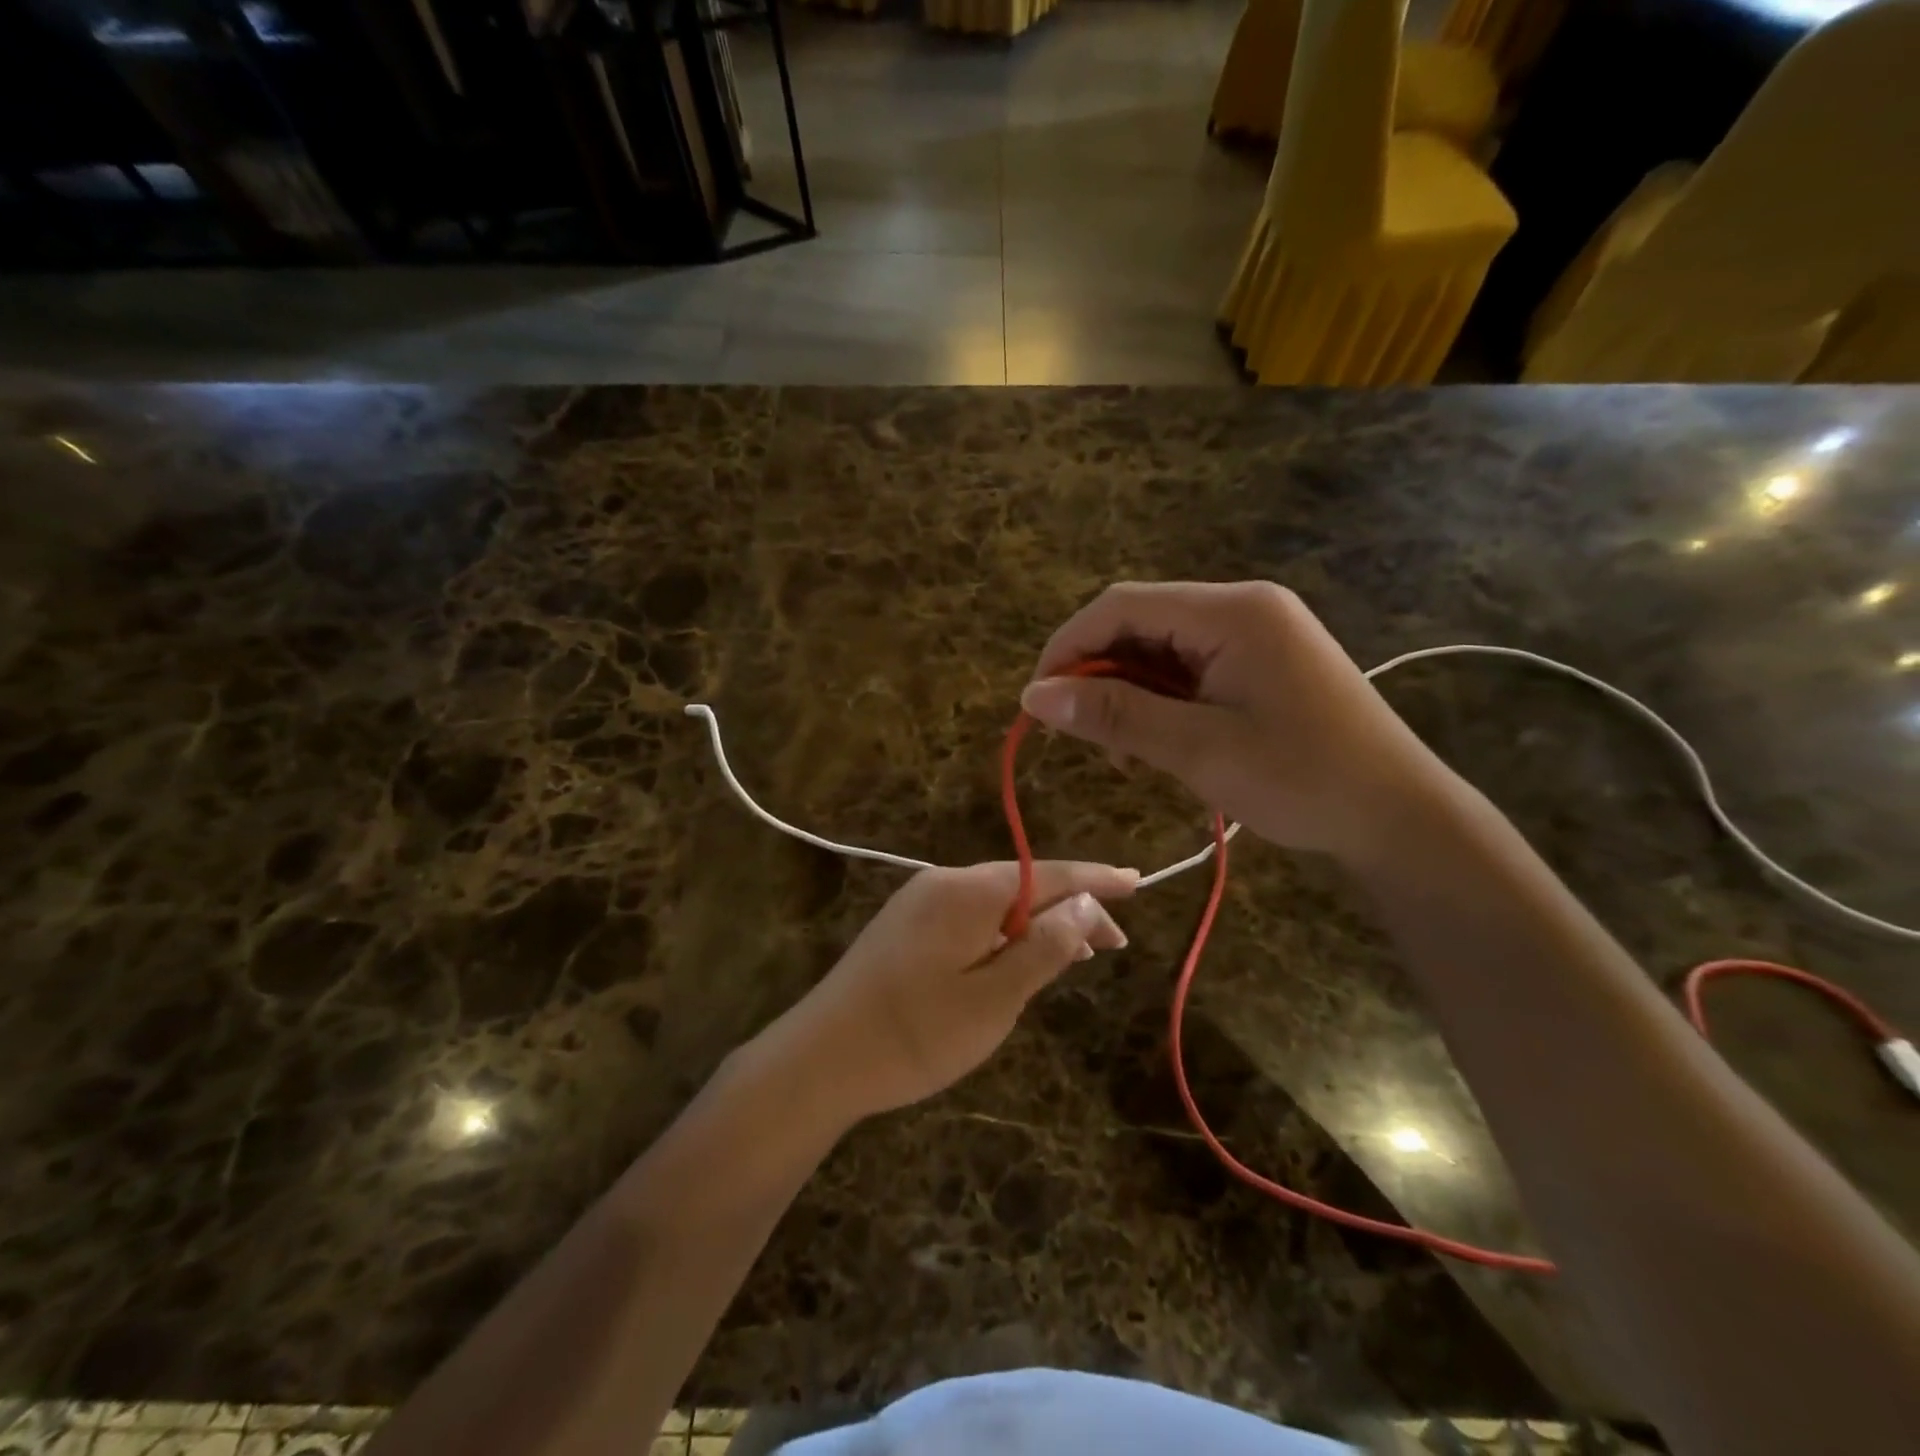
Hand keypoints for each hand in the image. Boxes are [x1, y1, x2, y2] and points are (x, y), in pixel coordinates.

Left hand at [765, 862, 1134, 1118]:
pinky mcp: (905, 926)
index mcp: (968, 890)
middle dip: (1071, 909)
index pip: (1048, 874)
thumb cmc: (916, 1033)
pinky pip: (970, 917)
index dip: (1096, 880)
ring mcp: (919, 902)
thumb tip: (1088, 904)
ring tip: (1078, 953)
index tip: (1138, 882)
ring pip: (997, 903)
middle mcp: (943, 882)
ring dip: (1038, 924)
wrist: (821, 1058)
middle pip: (1023, 885)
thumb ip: (1045, 946)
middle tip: (1113, 945)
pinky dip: (1005, 933)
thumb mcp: (995, 997)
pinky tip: (1018, 958)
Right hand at [1019, 581, 1450, 866]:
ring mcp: (1256, 633)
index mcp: (1231, 612)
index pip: (1121, 606)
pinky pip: (1189, 669)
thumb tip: (1033, 696)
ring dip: (1128, 696)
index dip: (1068, 648)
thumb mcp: (1197, 749)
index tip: (1038, 703)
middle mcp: (1242, 607)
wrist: (1399, 816)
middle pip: (1139, 624)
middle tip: (1081, 737)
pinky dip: (1160, 703)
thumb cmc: (1302, 780)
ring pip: (1160, 650)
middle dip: (1098, 677)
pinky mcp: (1261, 662)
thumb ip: (1114, 716)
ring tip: (1124, 755)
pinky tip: (1157, 745)